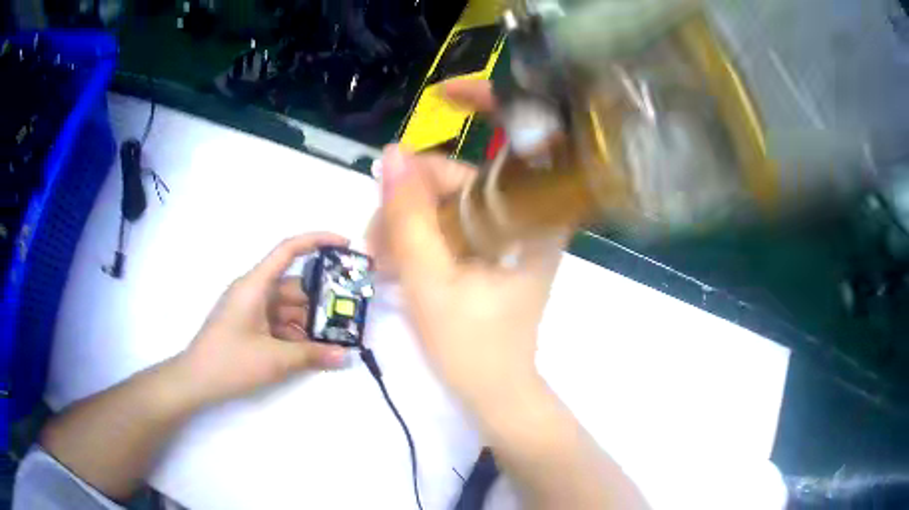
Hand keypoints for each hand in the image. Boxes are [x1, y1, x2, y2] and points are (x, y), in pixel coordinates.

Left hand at [176, 233, 349, 405]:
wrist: (196, 381)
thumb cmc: (230, 362)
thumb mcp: (274, 359)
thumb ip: (311, 355)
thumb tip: (345, 356)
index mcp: (255, 285)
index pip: (288, 250)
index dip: (317, 240)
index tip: (345, 245)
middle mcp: (253, 291)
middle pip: (293, 286)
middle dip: (321, 299)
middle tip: (350, 313)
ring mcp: (250, 309)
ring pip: (288, 307)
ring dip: (309, 322)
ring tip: (336, 338)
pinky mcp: (249, 325)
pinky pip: (278, 322)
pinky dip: (295, 333)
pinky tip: (312, 350)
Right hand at [374, 80, 567, 409]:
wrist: (494, 391)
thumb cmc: (471, 347)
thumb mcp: (429, 281)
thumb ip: (408, 217)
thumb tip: (389, 154)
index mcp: (532, 217)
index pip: (521, 138)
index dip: (488, 102)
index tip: (443, 93)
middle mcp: (527, 214)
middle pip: (463, 173)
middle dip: (410, 198)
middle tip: (375, 242)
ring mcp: (509, 230)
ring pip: (449, 199)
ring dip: (407, 221)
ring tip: (380, 262)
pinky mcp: (493, 246)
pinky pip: (451, 219)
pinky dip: (419, 233)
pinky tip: (395, 260)